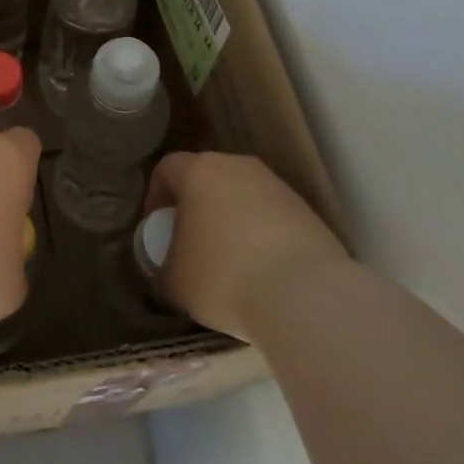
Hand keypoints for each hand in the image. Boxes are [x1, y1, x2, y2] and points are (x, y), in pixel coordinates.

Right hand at [145, 152, 347, 339]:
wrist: (306, 297)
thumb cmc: (224, 278)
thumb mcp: (174, 282)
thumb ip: (161, 269)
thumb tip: (164, 270)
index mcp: (198, 172)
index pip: (166, 169)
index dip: (156, 196)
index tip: (158, 227)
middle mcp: (237, 166)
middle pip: (206, 177)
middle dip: (195, 206)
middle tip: (191, 241)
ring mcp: (275, 185)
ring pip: (241, 195)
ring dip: (230, 219)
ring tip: (230, 259)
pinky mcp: (306, 209)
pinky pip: (270, 215)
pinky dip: (261, 234)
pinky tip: (263, 269)